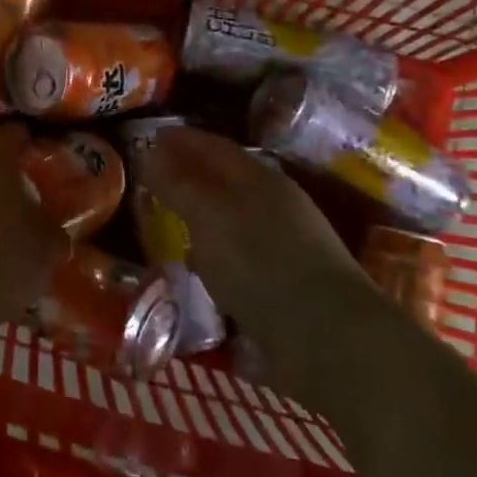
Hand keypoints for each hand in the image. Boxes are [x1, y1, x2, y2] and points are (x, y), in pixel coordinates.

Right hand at [140, 127, 364, 331]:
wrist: (328, 339)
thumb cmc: (261, 264)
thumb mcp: (208, 218)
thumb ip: (177, 185)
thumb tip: (147, 152)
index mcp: (260, 179)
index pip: (215, 147)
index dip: (182, 139)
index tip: (151, 137)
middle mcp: (276, 205)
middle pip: (226, 180)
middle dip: (191, 175)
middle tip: (153, 176)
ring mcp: (286, 245)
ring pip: (234, 218)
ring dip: (202, 215)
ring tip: (169, 219)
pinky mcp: (287, 285)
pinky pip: (240, 254)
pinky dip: (215, 251)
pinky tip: (200, 265)